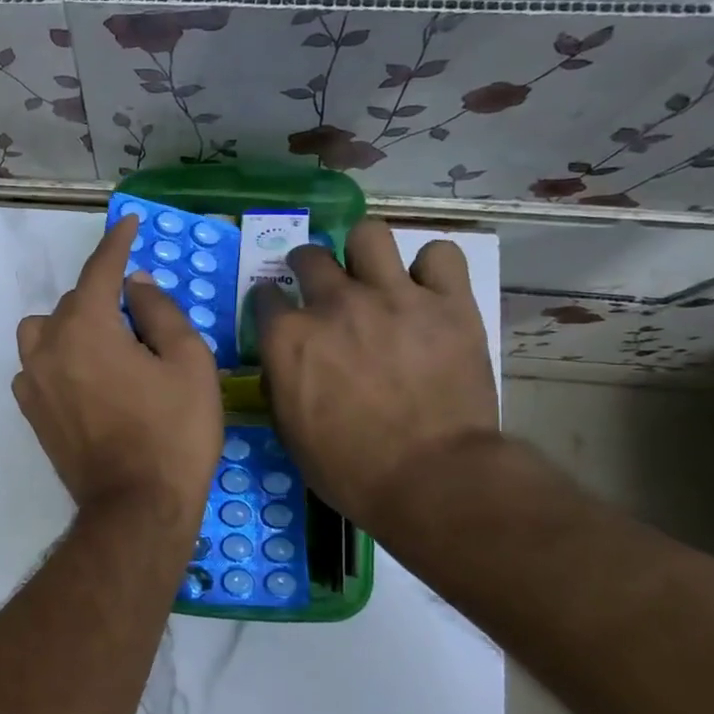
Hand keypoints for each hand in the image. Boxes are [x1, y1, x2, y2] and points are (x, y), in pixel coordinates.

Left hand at [14, 215, 222, 529]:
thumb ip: (159, 312)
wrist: (136, 508)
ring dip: (73, 327)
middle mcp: (48, 346)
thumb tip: (135, 284)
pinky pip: (37, 367)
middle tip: (142, 322)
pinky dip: (58, 360)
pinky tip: (85, 380)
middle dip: (105, 299)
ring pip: (45, 332)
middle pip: (74, 302)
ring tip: (107, 349)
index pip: (100, 270)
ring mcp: (32, 381)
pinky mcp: (30, 411)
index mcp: (86, 327)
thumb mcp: (188, 363)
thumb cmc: (173, 433)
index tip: (130, 224)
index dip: (118, 243)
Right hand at [253, 219, 497, 528]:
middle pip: (310, 255)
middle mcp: (334, 303)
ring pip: (369, 234)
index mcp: (289, 336)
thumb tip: (282, 359)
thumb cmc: (348, 467)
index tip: (280, 312)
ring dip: (364, 252)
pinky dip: (433, 268)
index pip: (265, 294)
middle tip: (323, 287)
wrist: (431, 479)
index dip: (271, 302)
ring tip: (374, 274)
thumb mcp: (288, 429)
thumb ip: (278, 380)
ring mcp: (393, 297)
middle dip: (308, 266)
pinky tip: (429, 289)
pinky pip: (441, 255)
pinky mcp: (448, 303)